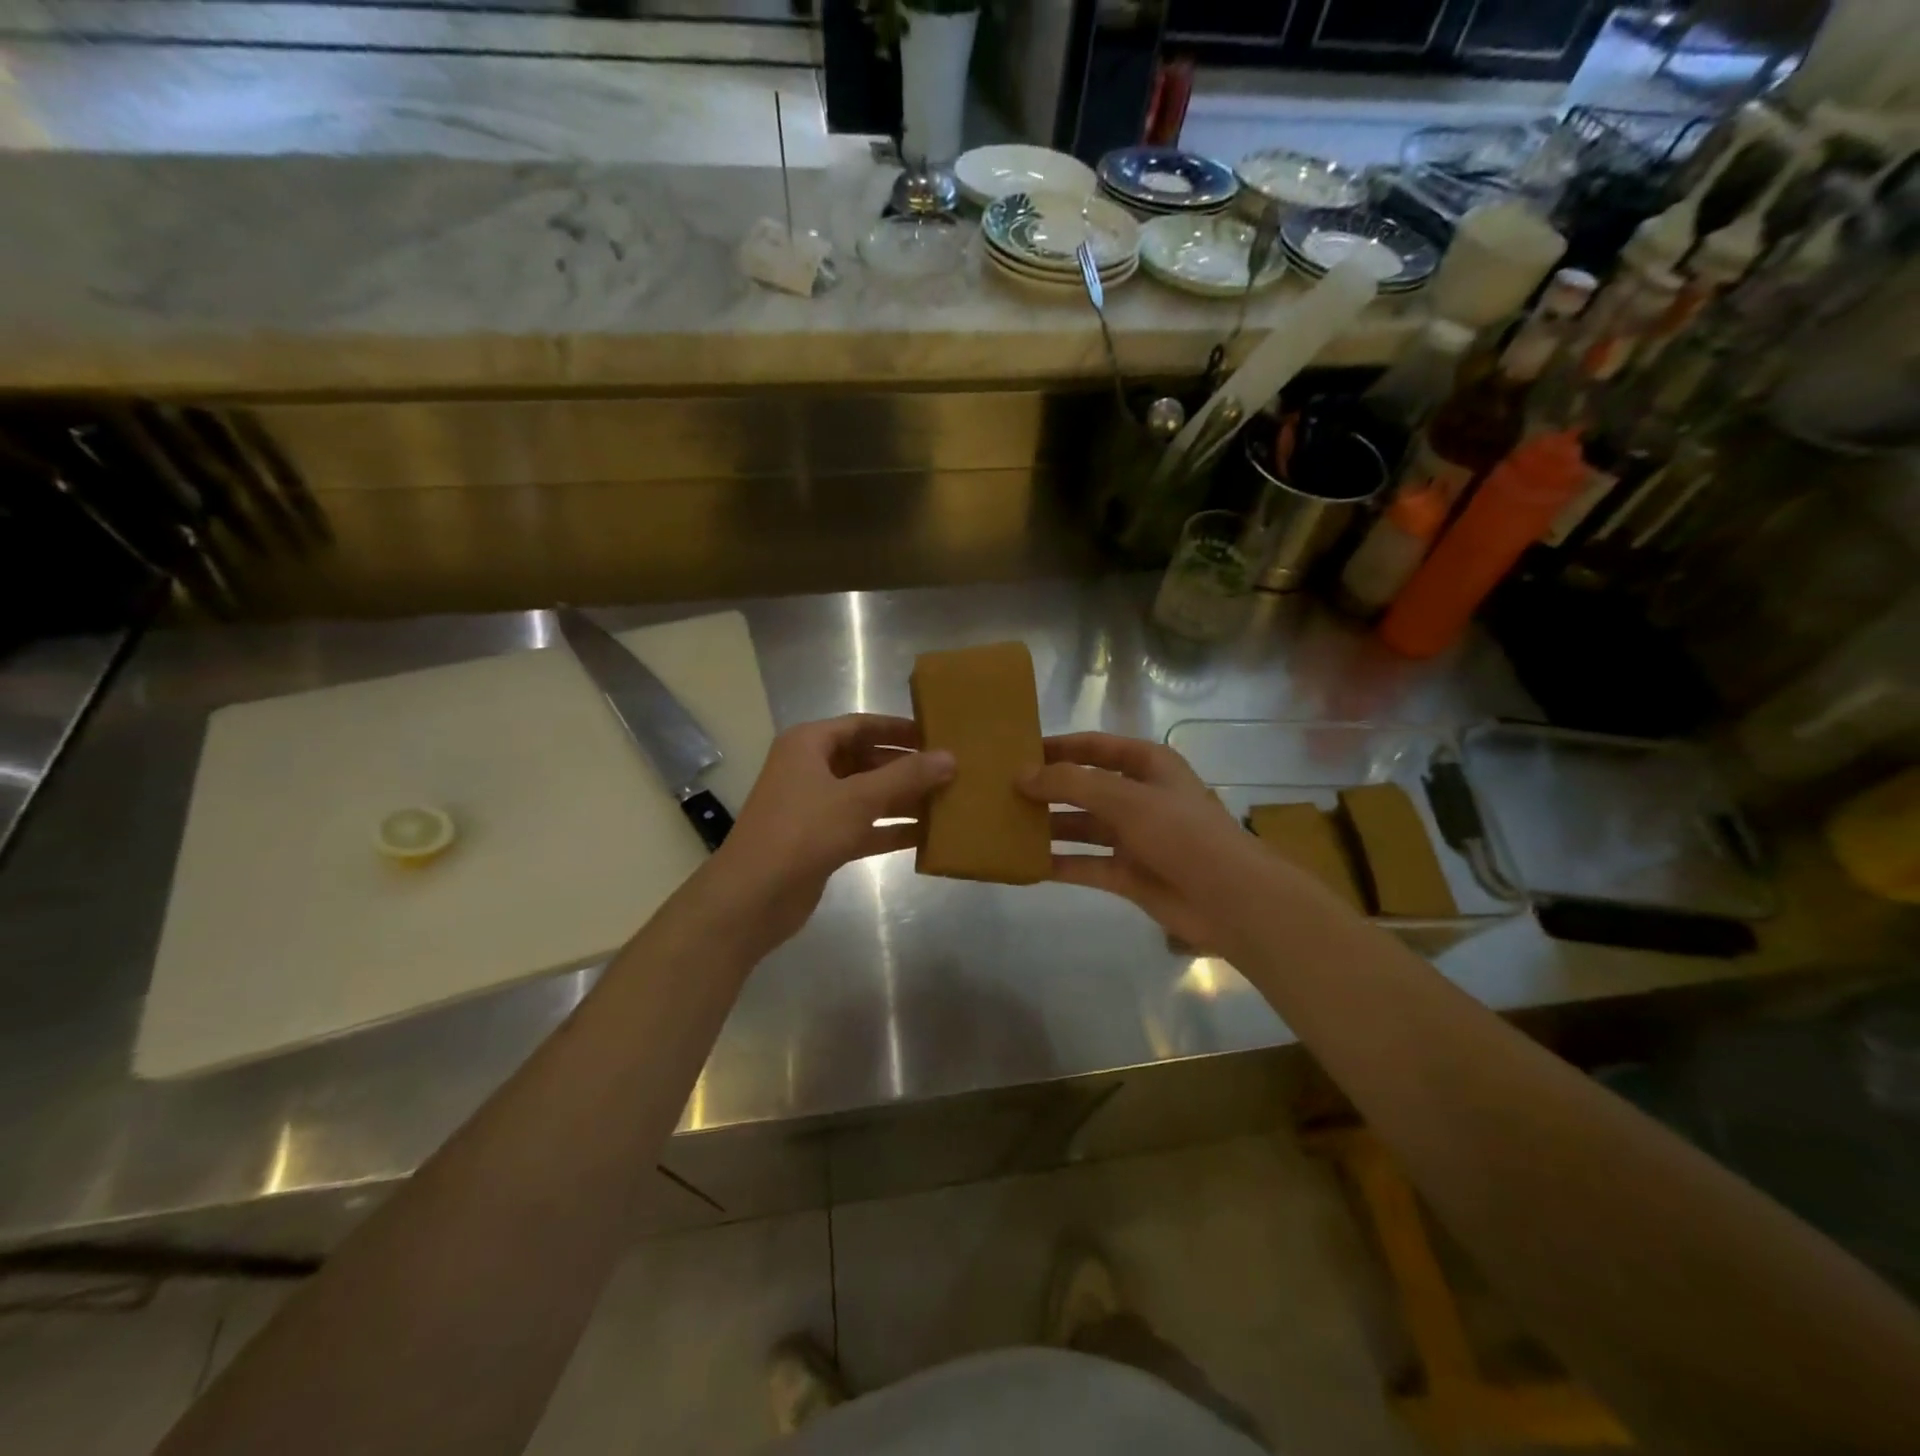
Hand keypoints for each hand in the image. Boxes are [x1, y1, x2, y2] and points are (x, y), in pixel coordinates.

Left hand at [706, 714, 952, 948]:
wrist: (753, 897)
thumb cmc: (803, 831)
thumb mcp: (858, 798)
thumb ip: (906, 776)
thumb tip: (950, 758)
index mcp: (809, 745)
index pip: (862, 725)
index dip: (899, 729)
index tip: (937, 735)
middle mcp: (810, 769)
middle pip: (866, 760)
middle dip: (906, 767)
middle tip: (949, 771)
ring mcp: (815, 807)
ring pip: (867, 795)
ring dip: (903, 799)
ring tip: (947, 800)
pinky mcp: (822, 841)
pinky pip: (863, 826)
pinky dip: (890, 829)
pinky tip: (927, 835)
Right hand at [1019, 732, 1287, 951]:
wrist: (1229, 899)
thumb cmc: (1180, 832)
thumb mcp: (1124, 797)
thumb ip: (1071, 783)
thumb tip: (1021, 774)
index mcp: (1147, 765)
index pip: (1095, 746)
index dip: (1059, 747)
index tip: (1019, 751)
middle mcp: (1138, 796)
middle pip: (1084, 787)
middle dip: (1048, 788)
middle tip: (1002, 791)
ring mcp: (1133, 837)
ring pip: (1081, 826)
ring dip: (1048, 826)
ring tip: (1005, 825)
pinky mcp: (1127, 874)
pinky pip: (1084, 864)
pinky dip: (1058, 864)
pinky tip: (1024, 863)